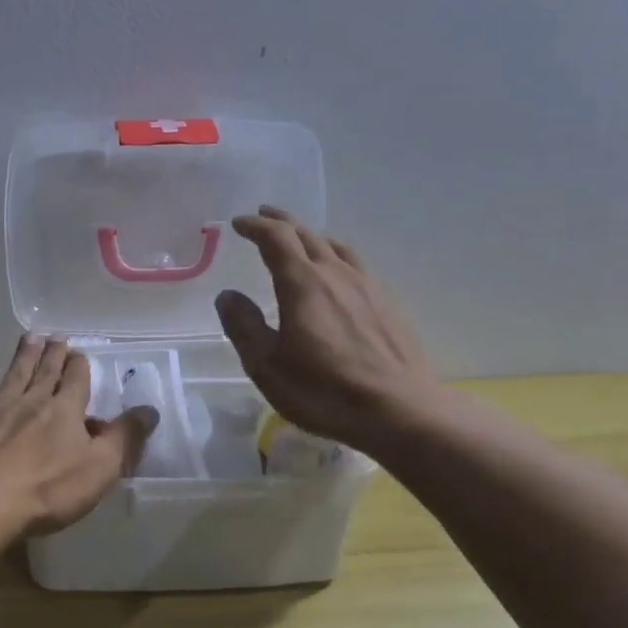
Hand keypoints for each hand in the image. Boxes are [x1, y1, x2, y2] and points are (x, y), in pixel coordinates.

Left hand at [0, 335, 159, 537]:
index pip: (77, 381)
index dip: (80, 366)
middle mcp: (31, 402)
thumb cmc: (48, 489)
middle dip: (53, 354)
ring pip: (13, 377)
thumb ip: (124, 438)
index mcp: (64, 411)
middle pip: (45, 373)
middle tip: (56, 336)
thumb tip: (149, 410)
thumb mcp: (100, 468)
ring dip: (22, 357)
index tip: (80, 352)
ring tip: (28, 338)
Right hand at [214, 206, 446, 455]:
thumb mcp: (267, 365)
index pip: (276, 238)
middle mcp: (336, 274)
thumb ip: (244, 326)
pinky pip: (355, 264)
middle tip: (264, 217)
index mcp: (303, 283)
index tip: (239, 223)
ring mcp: (367, 286)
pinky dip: (335, 256)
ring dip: (311, 236)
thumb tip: (228, 295)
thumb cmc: (323, 390)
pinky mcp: (387, 303)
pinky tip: (337, 273)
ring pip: (335, 247)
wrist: (399, 410)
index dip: (256, 226)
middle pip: (307, 235)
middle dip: (282, 223)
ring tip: (300, 239)